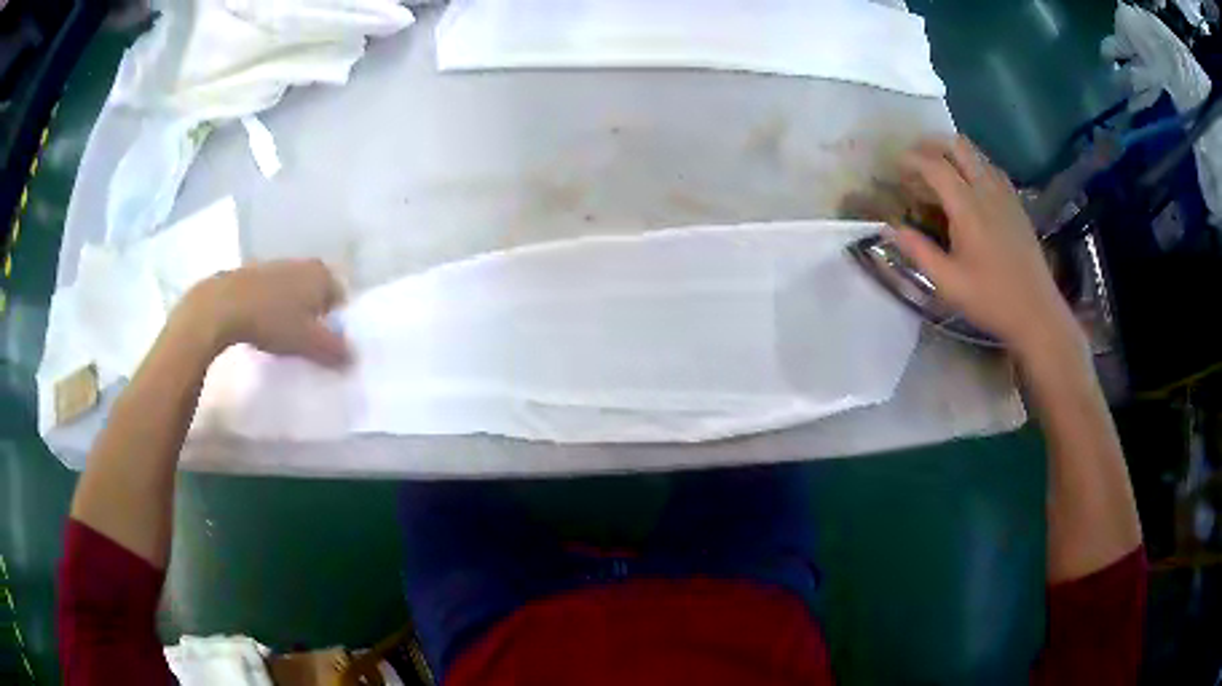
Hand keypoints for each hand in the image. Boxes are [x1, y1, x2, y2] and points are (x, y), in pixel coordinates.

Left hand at [180, 259, 349, 366]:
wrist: (223, 305)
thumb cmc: (272, 320)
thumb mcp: (309, 342)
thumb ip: (335, 350)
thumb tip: (354, 358)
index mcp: (322, 274)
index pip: (341, 300)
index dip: (337, 325)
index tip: (327, 346)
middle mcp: (303, 264)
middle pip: (318, 295)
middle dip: (316, 318)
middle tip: (307, 344)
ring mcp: (278, 265)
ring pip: (295, 293)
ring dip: (293, 313)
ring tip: (283, 338)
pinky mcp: (255, 273)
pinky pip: (274, 294)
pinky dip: (274, 309)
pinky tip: (263, 327)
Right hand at [890, 136, 1080, 359]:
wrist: (1037, 312)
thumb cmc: (992, 300)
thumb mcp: (949, 284)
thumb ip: (919, 252)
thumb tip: (892, 229)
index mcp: (968, 208)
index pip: (935, 165)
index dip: (911, 160)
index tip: (895, 167)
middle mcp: (987, 191)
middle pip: (957, 146)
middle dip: (932, 144)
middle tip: (915, 159)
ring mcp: (1005, 194)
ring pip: (976, 153)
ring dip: (953, 152)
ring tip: (938, 169)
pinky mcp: (1016, 203)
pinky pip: (991, 168)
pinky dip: (973, 164)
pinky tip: (969, 183)